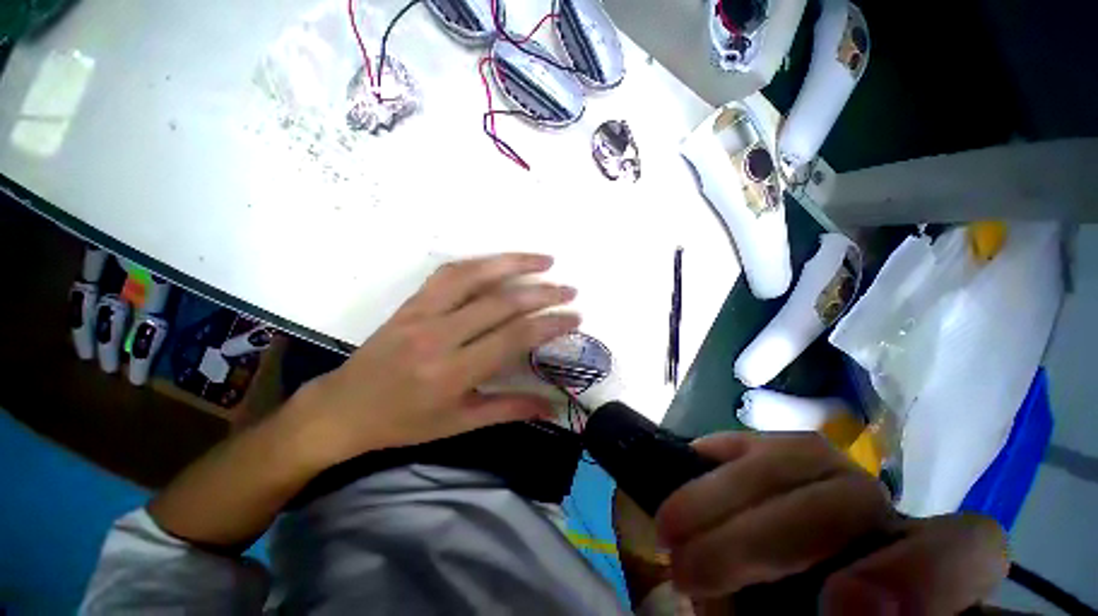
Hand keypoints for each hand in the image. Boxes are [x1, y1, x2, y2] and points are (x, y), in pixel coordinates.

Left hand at [290, 253, 578, 465]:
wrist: (343, 408)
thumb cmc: (404, 422)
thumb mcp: (459, 424)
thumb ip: (509, 410)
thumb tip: (553, 408)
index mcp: (453, 373)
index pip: (513, 338)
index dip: (549, 325)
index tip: (574, 317)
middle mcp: (439, 336)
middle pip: (501, 303)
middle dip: (543, 294)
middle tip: (570, 290)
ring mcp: (422, 313)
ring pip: (475, 276)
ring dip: (514, 264)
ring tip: (545, 260)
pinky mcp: (411, 302)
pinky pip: (449, 273)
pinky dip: (480, 262)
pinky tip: (500, 261)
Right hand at [656, 433, 1008, 614]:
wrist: (773, 584)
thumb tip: (807, 611)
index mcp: (916, 567)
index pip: (962, 546)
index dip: (917, 572)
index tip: (841, 607)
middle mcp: (877, 509)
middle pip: (849, 494)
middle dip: (762, 536)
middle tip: (690, 573)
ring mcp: (819, 469)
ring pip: (789, 457)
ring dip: (720, 497)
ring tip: (669, 532)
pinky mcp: (768, 451)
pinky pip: (742, 442)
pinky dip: (708, 464)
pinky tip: (680, 483)